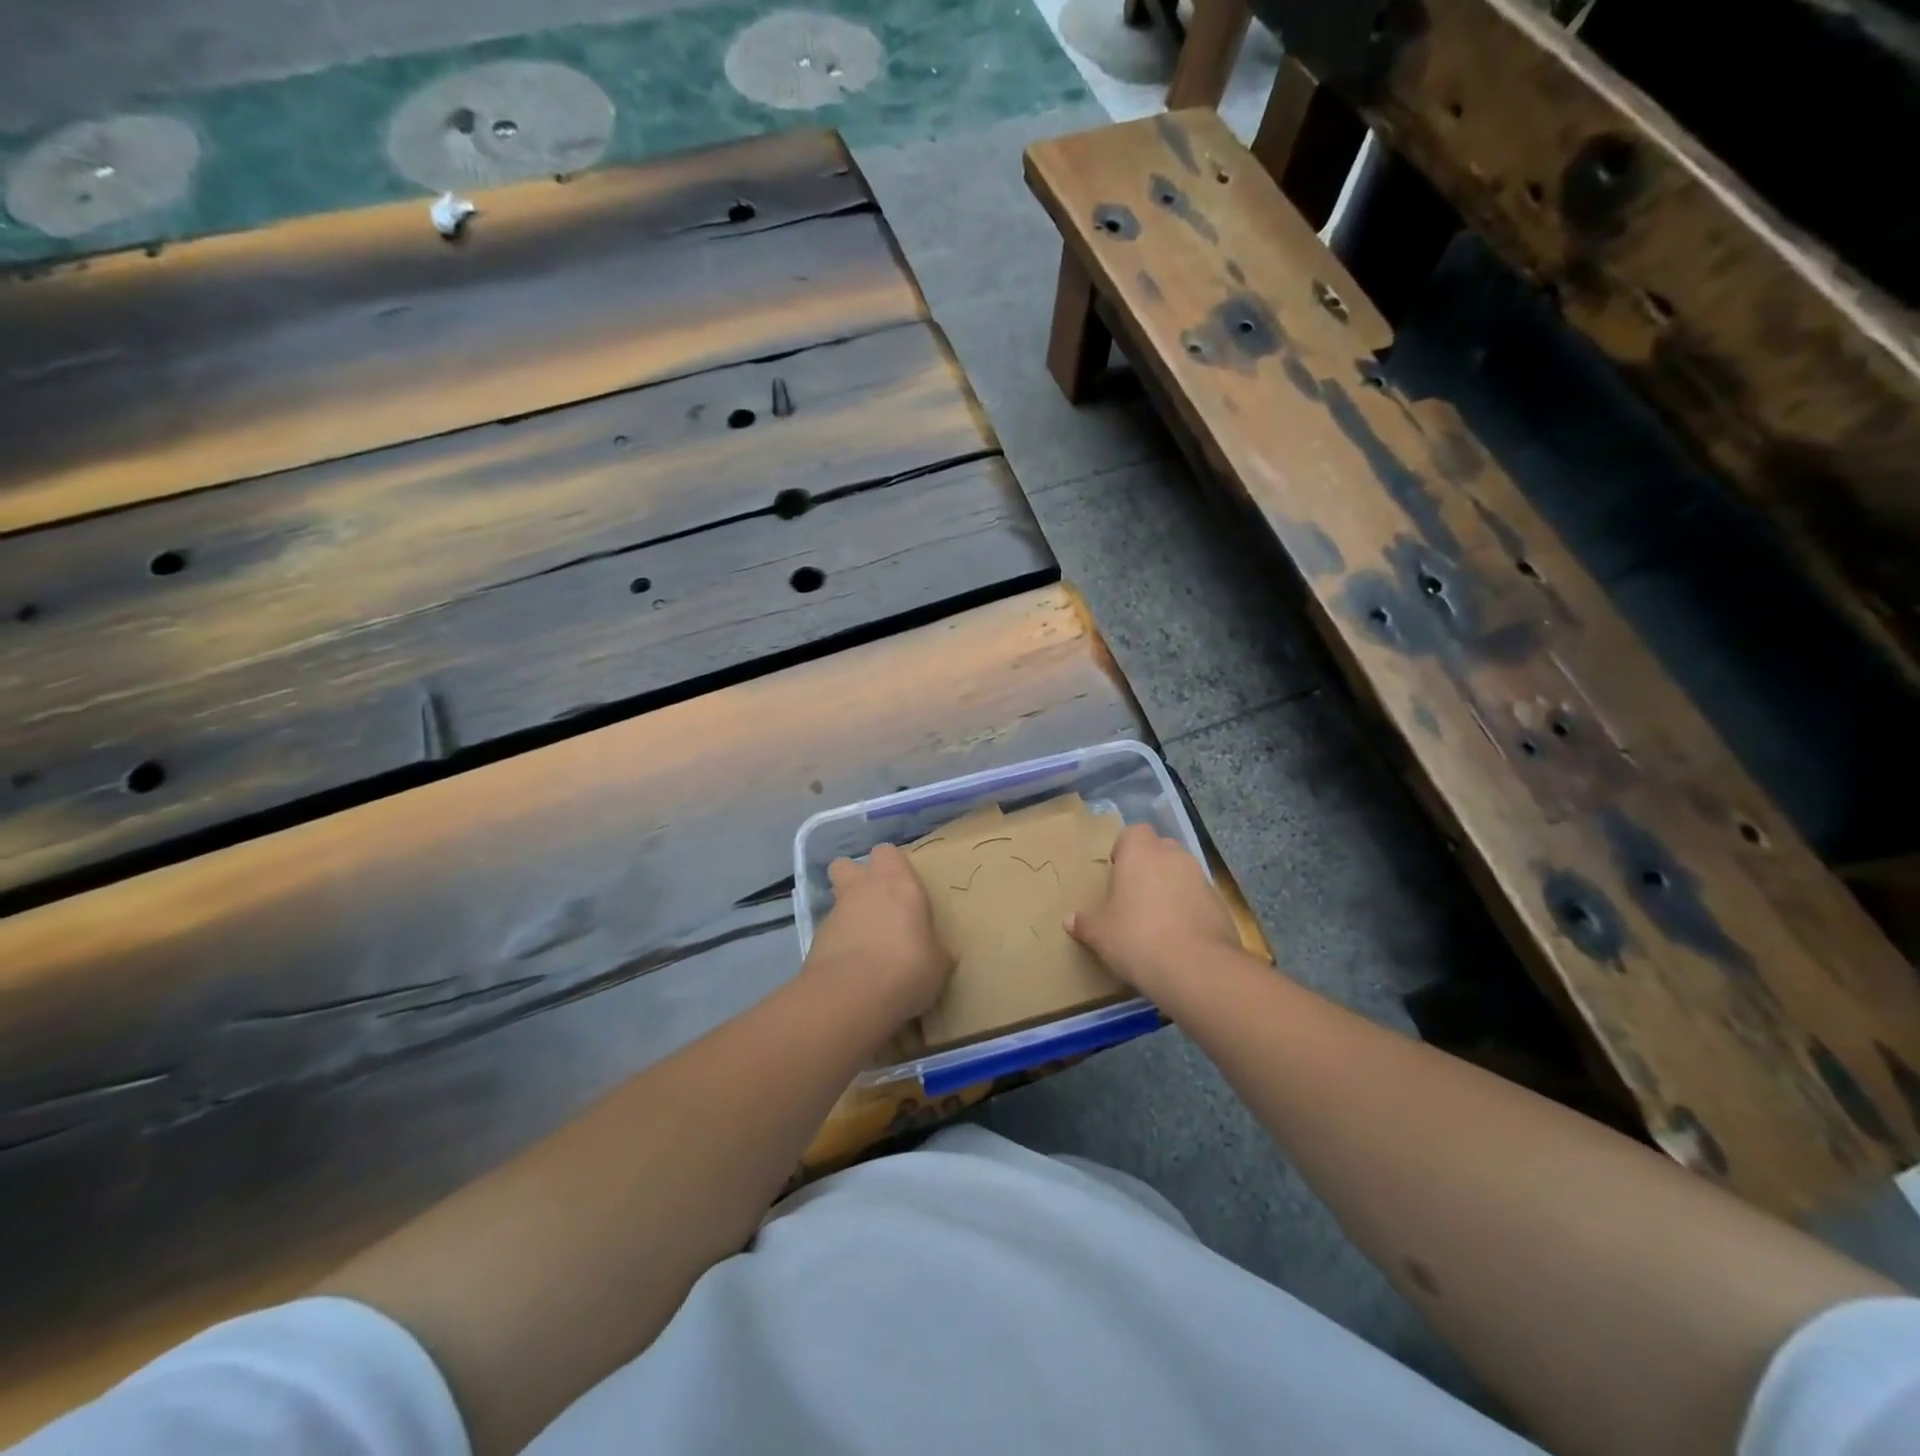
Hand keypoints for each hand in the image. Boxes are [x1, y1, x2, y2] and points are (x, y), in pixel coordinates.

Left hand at [805, 843, 955, 1027]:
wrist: (852, 995)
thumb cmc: (907, 968)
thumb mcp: (938, 964)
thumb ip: (935, 949)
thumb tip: (939, 953)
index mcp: (898, 884)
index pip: (888, 852)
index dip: (891, 866)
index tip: (902, 887)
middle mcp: (864, 889)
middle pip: (846, 865)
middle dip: (854, 879)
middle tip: (874, 904)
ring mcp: (835, 913)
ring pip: (836, 900)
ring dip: (847, 915)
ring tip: (864, 946)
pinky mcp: (815, 940)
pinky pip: (828, 933)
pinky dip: (837, 944)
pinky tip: (851, 969)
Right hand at [1066, 823, 1238, 997]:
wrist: (1196, 967)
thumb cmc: (1136, 937)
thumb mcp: (1100, 934)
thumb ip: (1085, 922)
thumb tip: (1070, 919)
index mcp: (1140, 852)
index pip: (1133, 833)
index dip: (1124, 850)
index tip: (1116, 874)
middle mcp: (1173, 856)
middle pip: (1160, 850)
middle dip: (1149, 867)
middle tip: (1134, 897)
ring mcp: (1201, 879)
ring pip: (1181, 874)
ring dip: (1171, 889)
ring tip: (1158, 922)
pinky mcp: (1221, 904)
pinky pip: (1198, 898)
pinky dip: (1189, 910)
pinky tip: (1180, 938)